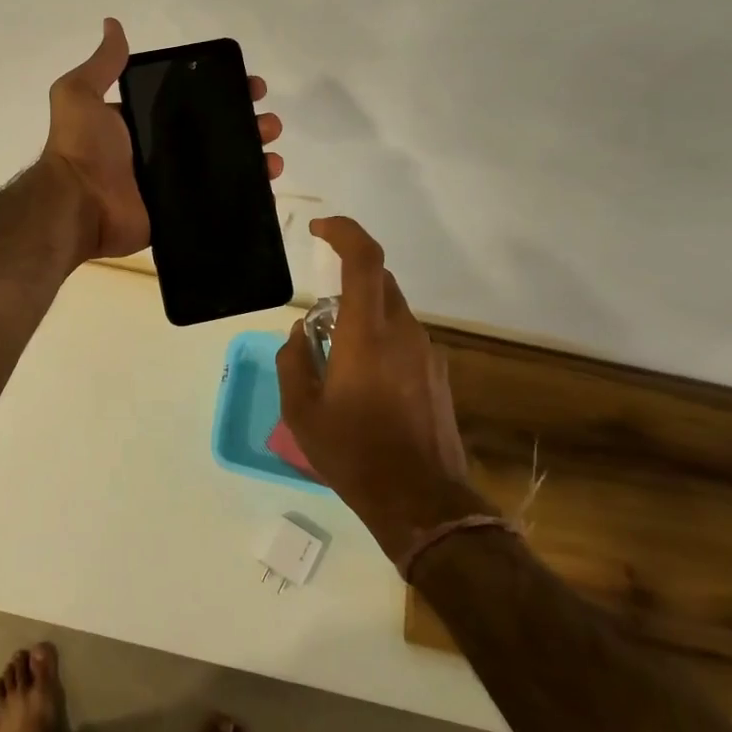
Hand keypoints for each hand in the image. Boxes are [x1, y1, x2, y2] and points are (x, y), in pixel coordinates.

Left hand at [43, 18, 283, 262]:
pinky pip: (217, 201)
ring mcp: (172, 184)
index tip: (252, 86)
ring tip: (272, 153)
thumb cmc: (82, 148)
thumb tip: (112, 24)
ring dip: (252, 156)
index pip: (190, 101)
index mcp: (142, 122)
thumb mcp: (80, 94)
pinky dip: (244, 193)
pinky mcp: (179, 212)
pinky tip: (267, 184)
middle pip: (214, 132)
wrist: (77, 205)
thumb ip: (102, 64)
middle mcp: (160, 150)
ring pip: (222, 166)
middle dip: (246, 124)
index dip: (222, 91)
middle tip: (268, 123)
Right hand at [276, 217, 484, 564]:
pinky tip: (364, 382)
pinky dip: (380, 338)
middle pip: (380, 280)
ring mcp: (426, 353)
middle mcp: (402, 332)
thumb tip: (299, 333)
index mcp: (366, 333)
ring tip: (337, 358)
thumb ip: (293, 361)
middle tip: (318, 315)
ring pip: (392, 310)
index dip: (344, 232)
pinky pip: (404, 337)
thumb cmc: (353, 453)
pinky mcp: (437, 374)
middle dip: (348, 278)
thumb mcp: (301, 411)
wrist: (421, 501)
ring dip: (363, 313)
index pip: (365, 260)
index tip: (319, 230)